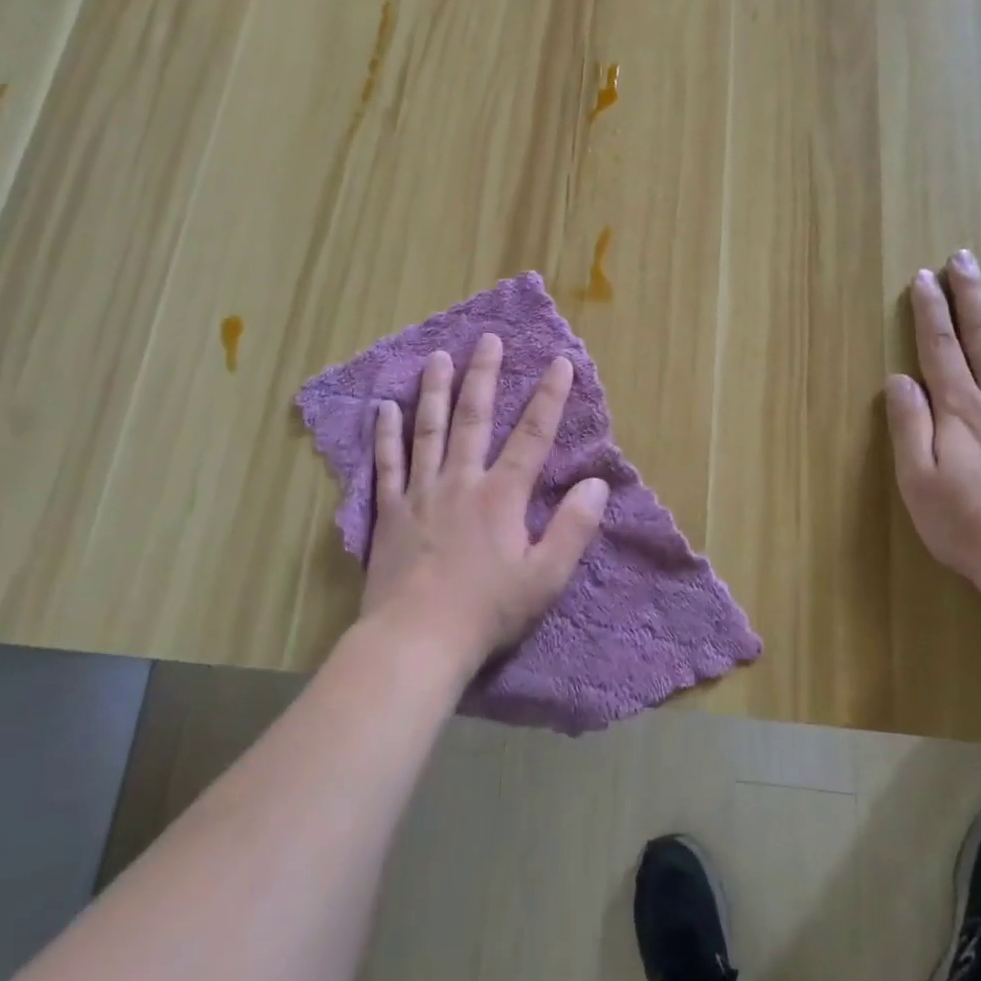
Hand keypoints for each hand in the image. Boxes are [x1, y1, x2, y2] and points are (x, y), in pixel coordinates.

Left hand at [362, 333, 608, 676]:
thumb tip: (596, 484)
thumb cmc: (487, 612)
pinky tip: (384, 407)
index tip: (560, 362)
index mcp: (501, 495)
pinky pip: (387, 464)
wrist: (415, 642)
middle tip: (486, 338)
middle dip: (484, 375)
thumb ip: (574, 529)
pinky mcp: (389, 512)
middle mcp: (461, 481)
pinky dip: (386, 434)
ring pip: (428, 430)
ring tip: (436, 357)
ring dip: (435, 391)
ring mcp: (420, 493)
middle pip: (474, 418)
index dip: (550, 397)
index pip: (533, 435)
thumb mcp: (546, 578)